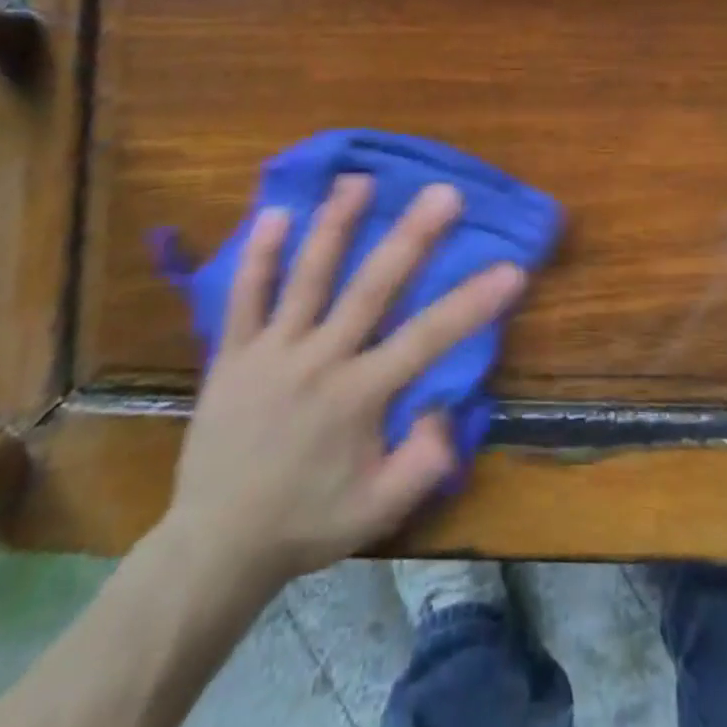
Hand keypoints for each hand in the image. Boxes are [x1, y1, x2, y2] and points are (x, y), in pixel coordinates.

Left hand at [164, 176, 524, 588]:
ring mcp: (272, 352)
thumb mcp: (376, 513)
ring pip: (308, 277)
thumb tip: (448, 411)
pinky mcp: (232, 354)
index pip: (426, 339)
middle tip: (443, 193)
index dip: (472, 303)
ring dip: (335, 225)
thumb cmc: (306, 522)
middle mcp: (319, 361)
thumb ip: (422, 465)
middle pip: (371, 288)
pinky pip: (244, 297)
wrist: (214, 546)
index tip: (511, 268)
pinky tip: (274, 213)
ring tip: (358, 180)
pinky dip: (259, 255)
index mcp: (358, 397)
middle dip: (411, 237)